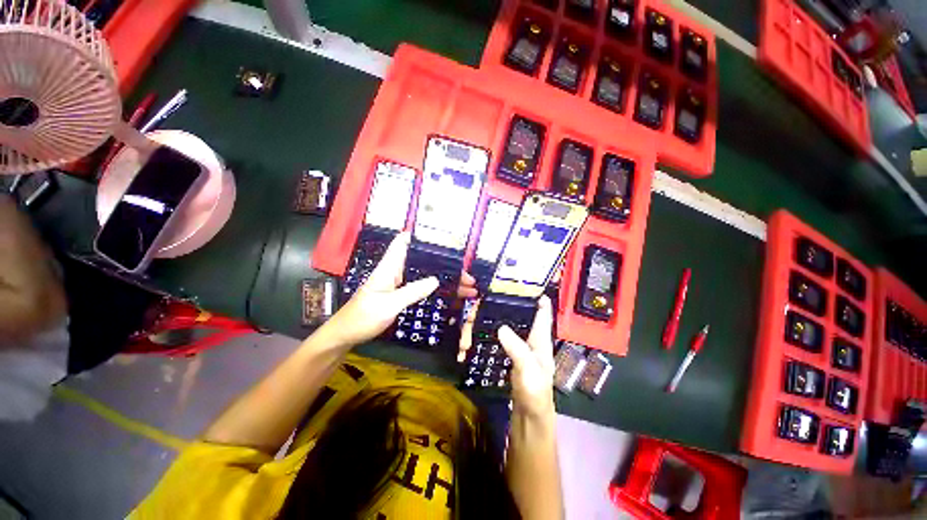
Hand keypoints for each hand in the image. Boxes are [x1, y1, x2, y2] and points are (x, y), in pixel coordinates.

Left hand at [320, 232, 436, 346]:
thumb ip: (412, 292)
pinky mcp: (390, 295)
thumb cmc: (363, 317)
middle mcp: (388, 274)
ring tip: (442, 262)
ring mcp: (389, 285)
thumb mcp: (390, 304)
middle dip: (422, 250)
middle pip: (405, 255)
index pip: (399, 245)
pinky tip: (428, 283)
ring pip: (407, 268)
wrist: (344, 335)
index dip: (412, 235)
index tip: (430, 231)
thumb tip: (435, 280)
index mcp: (386, 270)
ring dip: (421, 264)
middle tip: (445, 249)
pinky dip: (418, 279)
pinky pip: (407, 282)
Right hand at [459, 296, 555, 418]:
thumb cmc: (535, 392)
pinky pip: (506, 337)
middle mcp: (533, 341)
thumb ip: (516, 348)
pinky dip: (498, 329)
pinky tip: (489, 325)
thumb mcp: (528, 369)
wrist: (529, 416)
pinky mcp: (513, 355)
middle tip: (503, 291)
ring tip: (494, 304)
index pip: (543, 314)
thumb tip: (501, 327)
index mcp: (541, 340)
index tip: (530, 284)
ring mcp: (522, 348)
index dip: (540, 299)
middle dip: (517, 304)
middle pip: (527, 317)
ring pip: (515, 326)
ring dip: (506, 316)